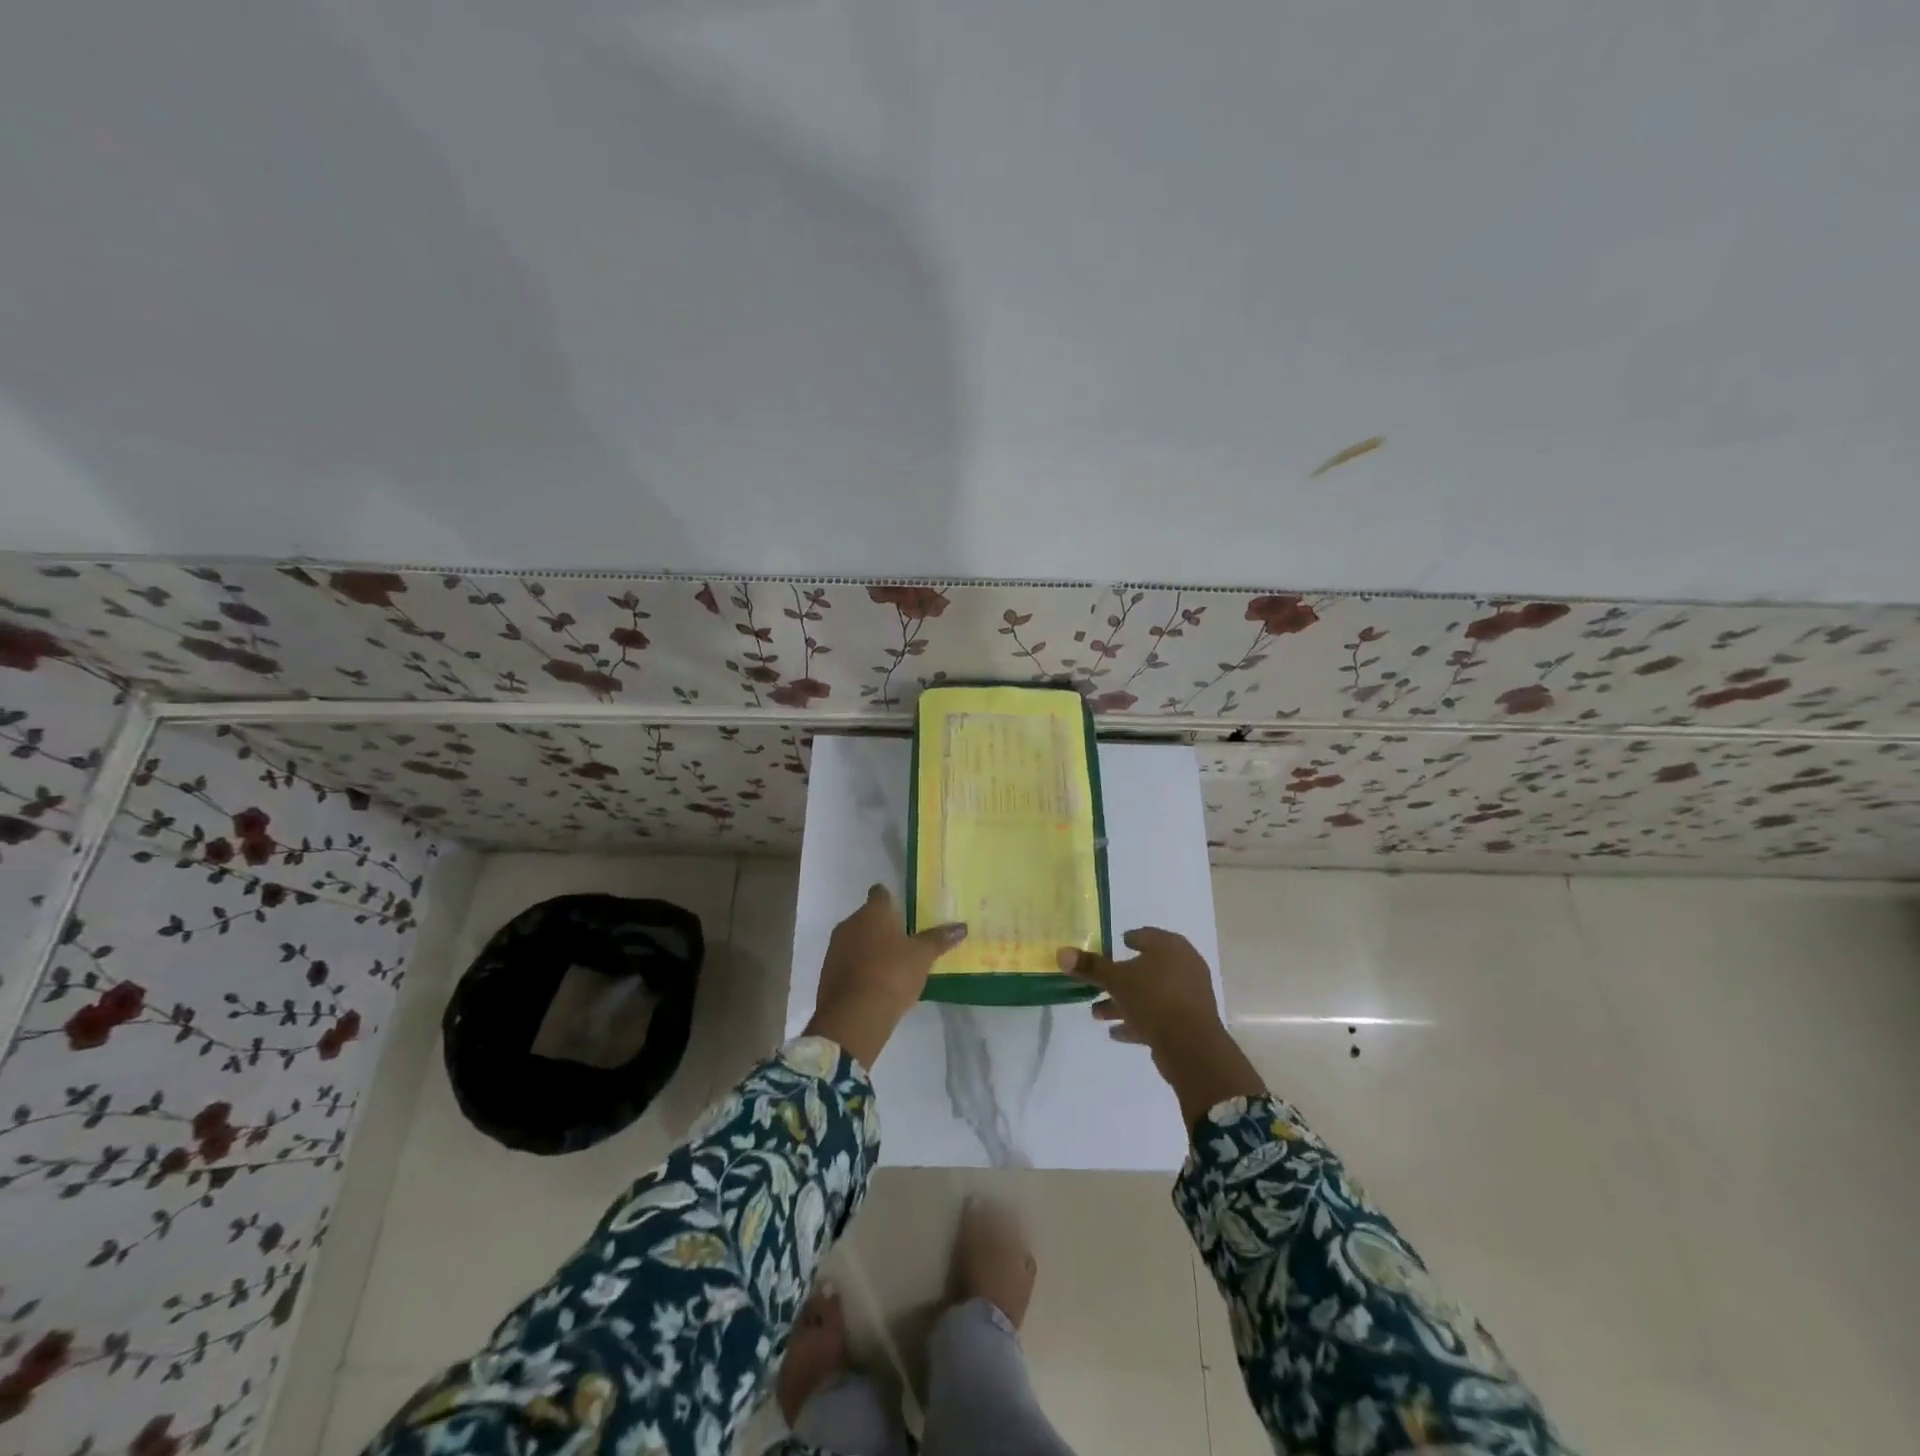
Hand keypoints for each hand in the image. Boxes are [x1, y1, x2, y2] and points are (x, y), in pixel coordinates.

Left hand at [806, 885, 965, 1068]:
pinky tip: (876, 984)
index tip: (903, 910)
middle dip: (883, 927)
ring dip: (870, 948)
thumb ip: (939, 939)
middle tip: (904, 942)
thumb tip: (962, 926)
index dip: (891, 899)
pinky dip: (860, 968)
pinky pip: (848, 962)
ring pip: (856, 940)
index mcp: (873, 912)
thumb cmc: (892, 974)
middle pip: (868, 917)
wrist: (853, 1016)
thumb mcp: (922, 957)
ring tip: (892, 966)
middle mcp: (850, 923)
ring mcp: (835, 948)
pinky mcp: (827, 973)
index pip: (880, 893)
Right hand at [1059, 928, 1264, 1131]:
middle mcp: (1184, 966)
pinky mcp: (1189, 1022)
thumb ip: (1090, 967)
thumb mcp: (1116, 980)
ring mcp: (1189, 995)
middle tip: (1098, 983)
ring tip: (1096, 1013)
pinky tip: (1116, 1033)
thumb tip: (1061, 953)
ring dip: (1124, 1002)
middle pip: (1146, 968)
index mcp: (1170, 947)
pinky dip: (1138, 1021)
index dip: (1130, 939)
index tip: (1115, 944)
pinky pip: (1158, 1016)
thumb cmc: (1153, 998)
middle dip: (1120, 978)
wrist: (1191, 1046)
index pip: (1147, 935)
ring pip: (1150, 994)